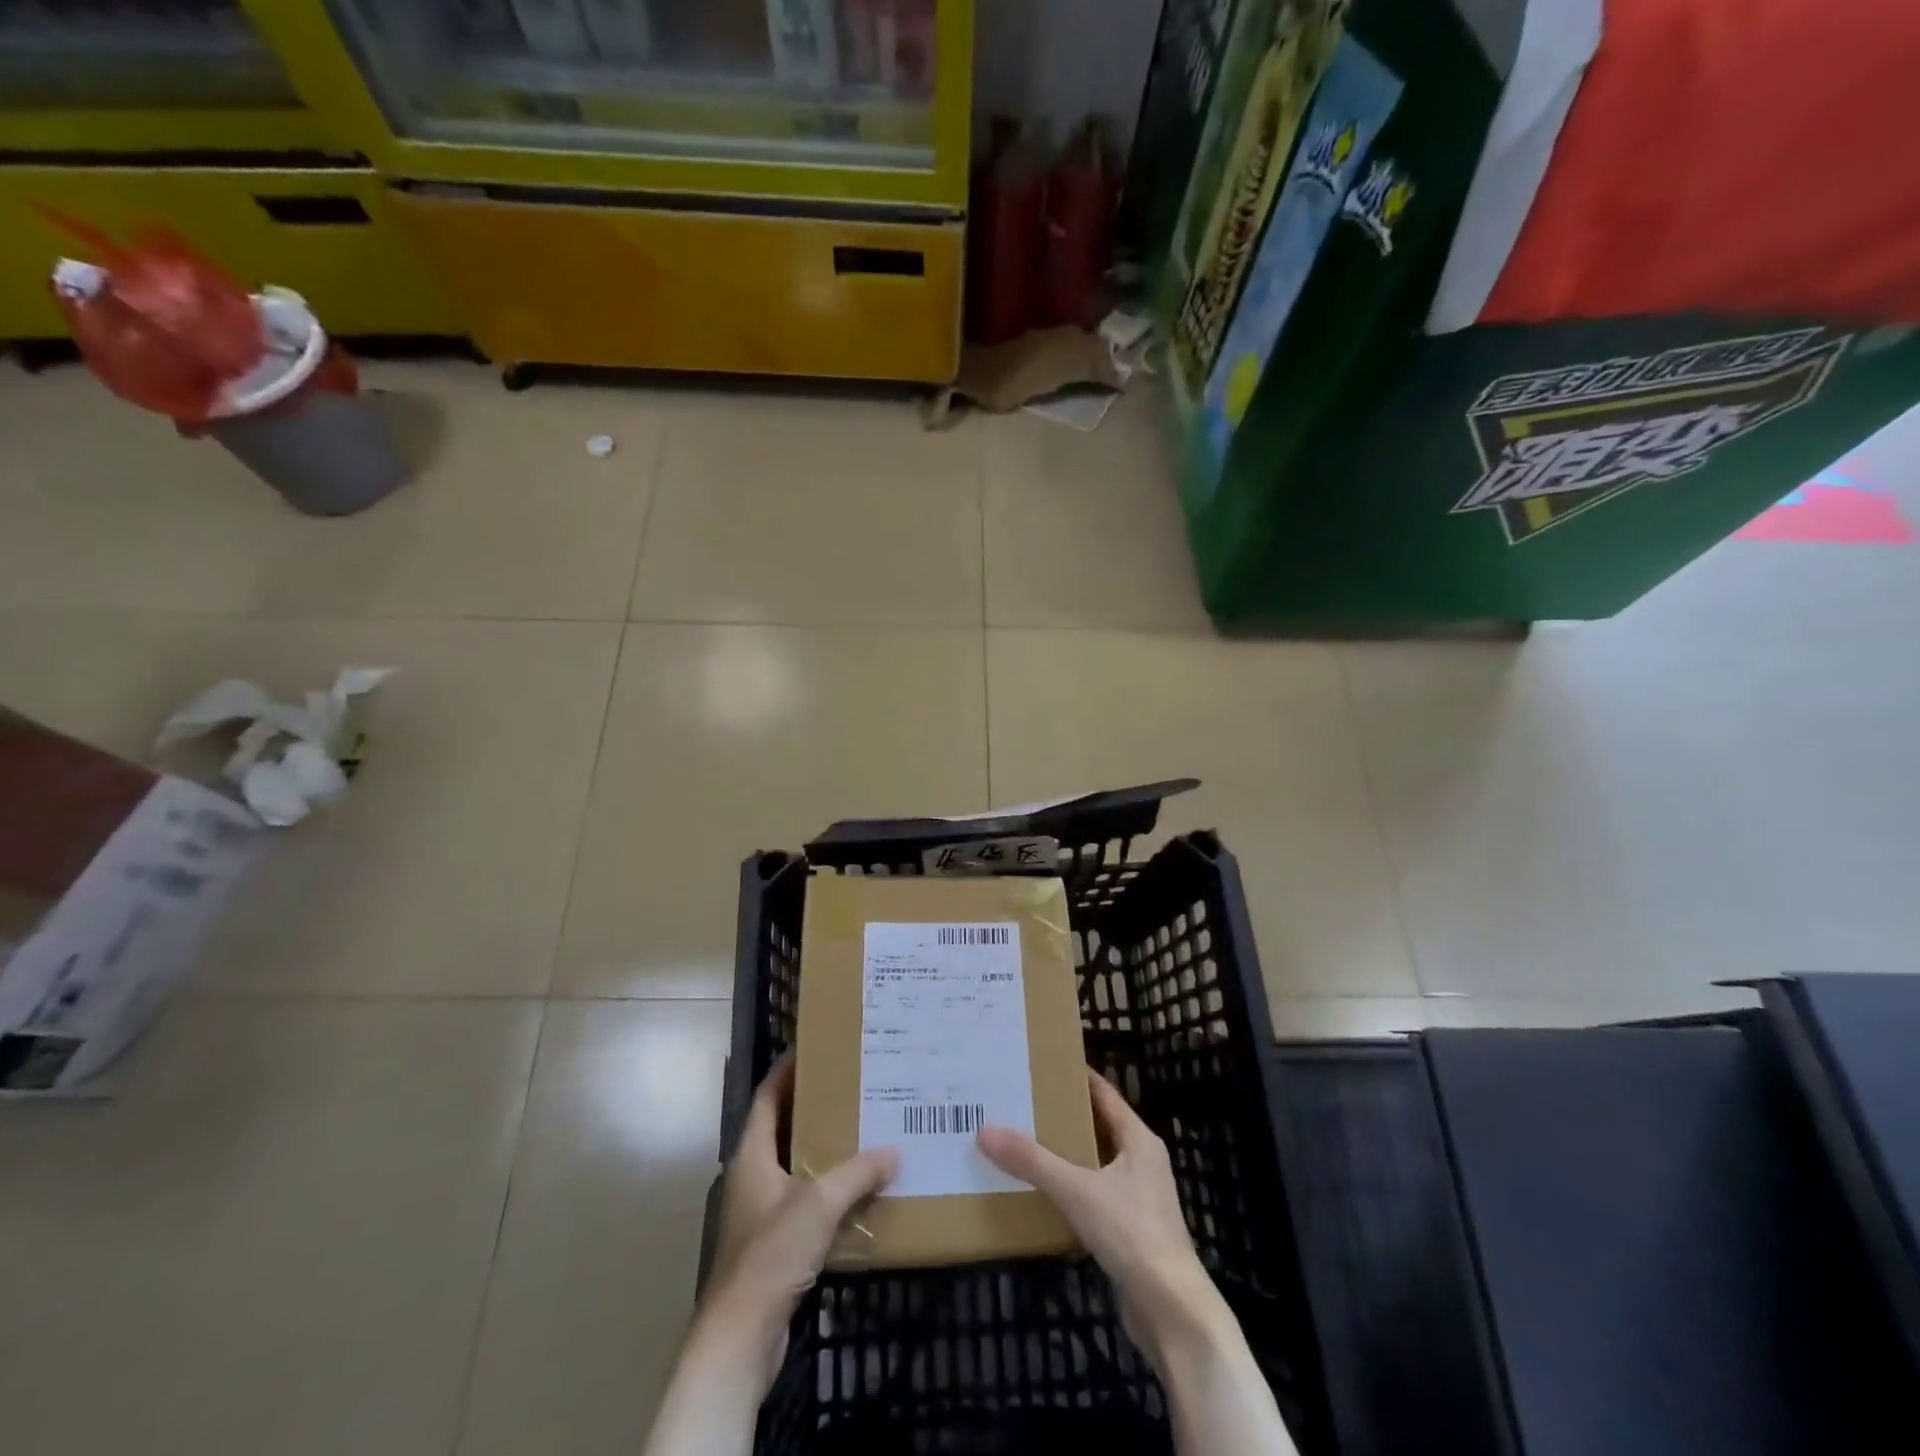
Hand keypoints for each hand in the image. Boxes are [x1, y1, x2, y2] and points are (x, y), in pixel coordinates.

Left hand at [706, 1057, 898, 1356]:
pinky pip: (806, 1198)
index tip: (818, 1048)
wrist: (741, 1337)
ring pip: (797, 1163)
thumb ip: (857, 1172)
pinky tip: (860, 1186)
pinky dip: (829, 1186)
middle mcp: (753, 1174)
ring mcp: (762, 1209)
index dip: (788, 1070)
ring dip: (825, 1147)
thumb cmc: (771, 1255)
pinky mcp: (775, 1240)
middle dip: (816, 1106)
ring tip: (864, 1126)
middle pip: (784, 1126)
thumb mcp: (819, 1204)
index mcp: (752, 1154)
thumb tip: (894, 1150)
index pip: (768, 1096)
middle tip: (854, 1085)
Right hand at [977, 1068, 1230, 1364]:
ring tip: (1021, 1142)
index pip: (1103, 1093)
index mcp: (1138, 1139)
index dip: (1075, 1076)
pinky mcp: (1129, 1230)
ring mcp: (1137, 1197)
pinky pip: (1092, 1195)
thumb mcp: (1077, 1191)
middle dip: (1061, 1115)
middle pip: (1096, 1126)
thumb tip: (985, 1130)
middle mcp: (1141, 1161)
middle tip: (1020, 1102)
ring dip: (1063, 1154)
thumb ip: (1032, 1161)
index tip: (1040, 1063)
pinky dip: (1069, 1189)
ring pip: (1093, 1163)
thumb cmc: (1132, 1234)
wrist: (1172, 1313)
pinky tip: (1039, 1193)